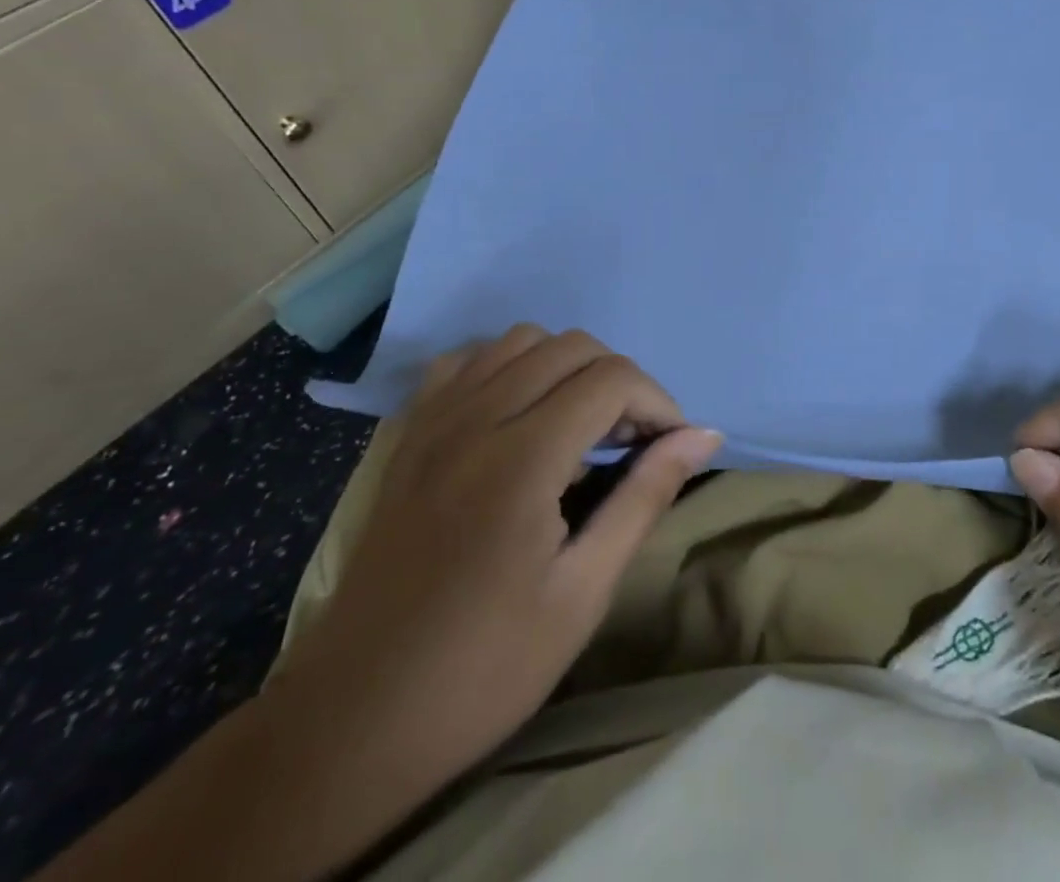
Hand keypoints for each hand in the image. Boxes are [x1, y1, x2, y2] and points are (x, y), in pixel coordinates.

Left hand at [275, 326, 722, 820]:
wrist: (353, 719)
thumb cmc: (483, 667)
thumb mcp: (583, 592)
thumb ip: (645, 497)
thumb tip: (706, 435)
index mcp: (522, 459)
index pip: (612, 378)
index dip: (657, 404)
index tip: (671, 449)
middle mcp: (476, 418)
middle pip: (572, 346)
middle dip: (620, 381)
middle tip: (632, 443)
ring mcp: (434, 420)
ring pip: (520, 340)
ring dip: (567, 367)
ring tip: (580, 426)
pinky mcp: (409, 434)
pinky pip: (468, 361)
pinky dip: (508, 366)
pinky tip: (519, 414)